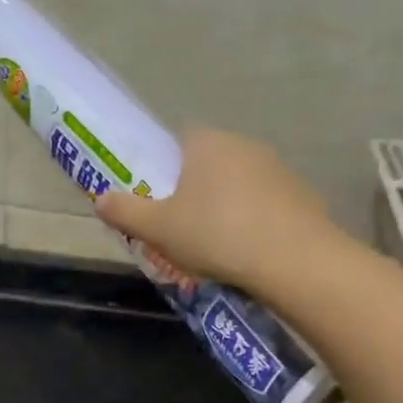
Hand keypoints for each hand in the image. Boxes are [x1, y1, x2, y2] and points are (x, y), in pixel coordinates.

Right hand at [95, 128, 336, 291]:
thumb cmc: (217, 234)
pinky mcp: (302, 195)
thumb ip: (126, 211)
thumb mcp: (158, 228)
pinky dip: (255, 223)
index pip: (178, 142)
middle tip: (183, 231)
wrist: (295, 260)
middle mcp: (244, 145)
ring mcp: (278, 169)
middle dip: (195, 193)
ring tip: (217, 249)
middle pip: (209, 165)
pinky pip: (266, 206)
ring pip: (239, 186)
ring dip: (226, 209)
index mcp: (207, 143)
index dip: (165, 171)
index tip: (160, 202)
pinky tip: (250, 253)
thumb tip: (100, 199)